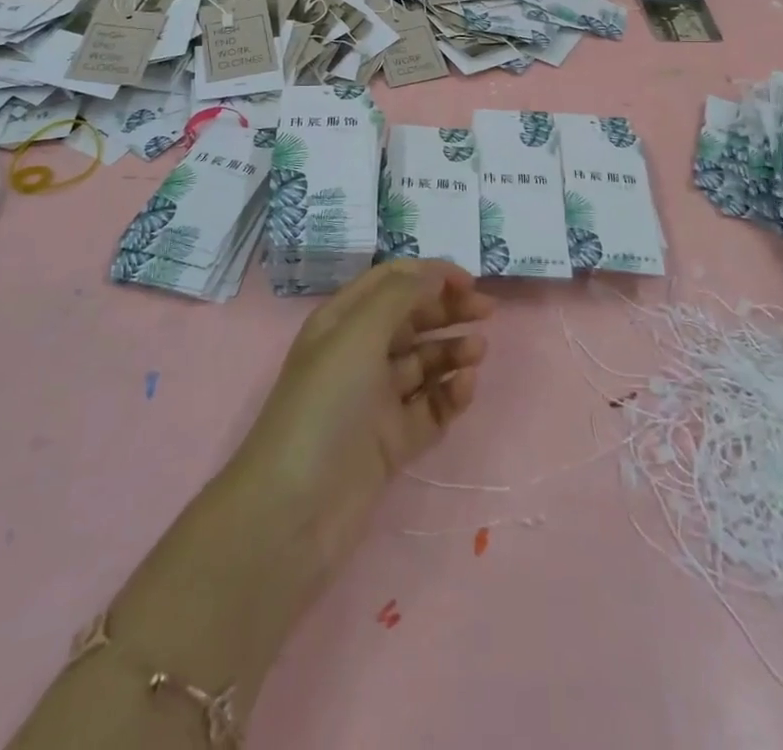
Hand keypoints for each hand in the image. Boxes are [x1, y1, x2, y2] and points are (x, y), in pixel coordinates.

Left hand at [232, 258, 492, 573]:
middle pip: (412, 318)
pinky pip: (430, 407)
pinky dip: (449, 394)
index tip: (469, 282)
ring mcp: (376, 400)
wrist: (295, 510)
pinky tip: (464, 389)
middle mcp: (359, 354)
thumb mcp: (357, 334)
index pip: (392, 282)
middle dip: (448, 310)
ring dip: (452, 350)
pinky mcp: (392, 441)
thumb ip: (400, 295)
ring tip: (478, 353)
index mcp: (343, 322)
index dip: (430, 275)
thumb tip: (436, 272)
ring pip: (425, 362)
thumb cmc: (324, 405)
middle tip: (487, 313)